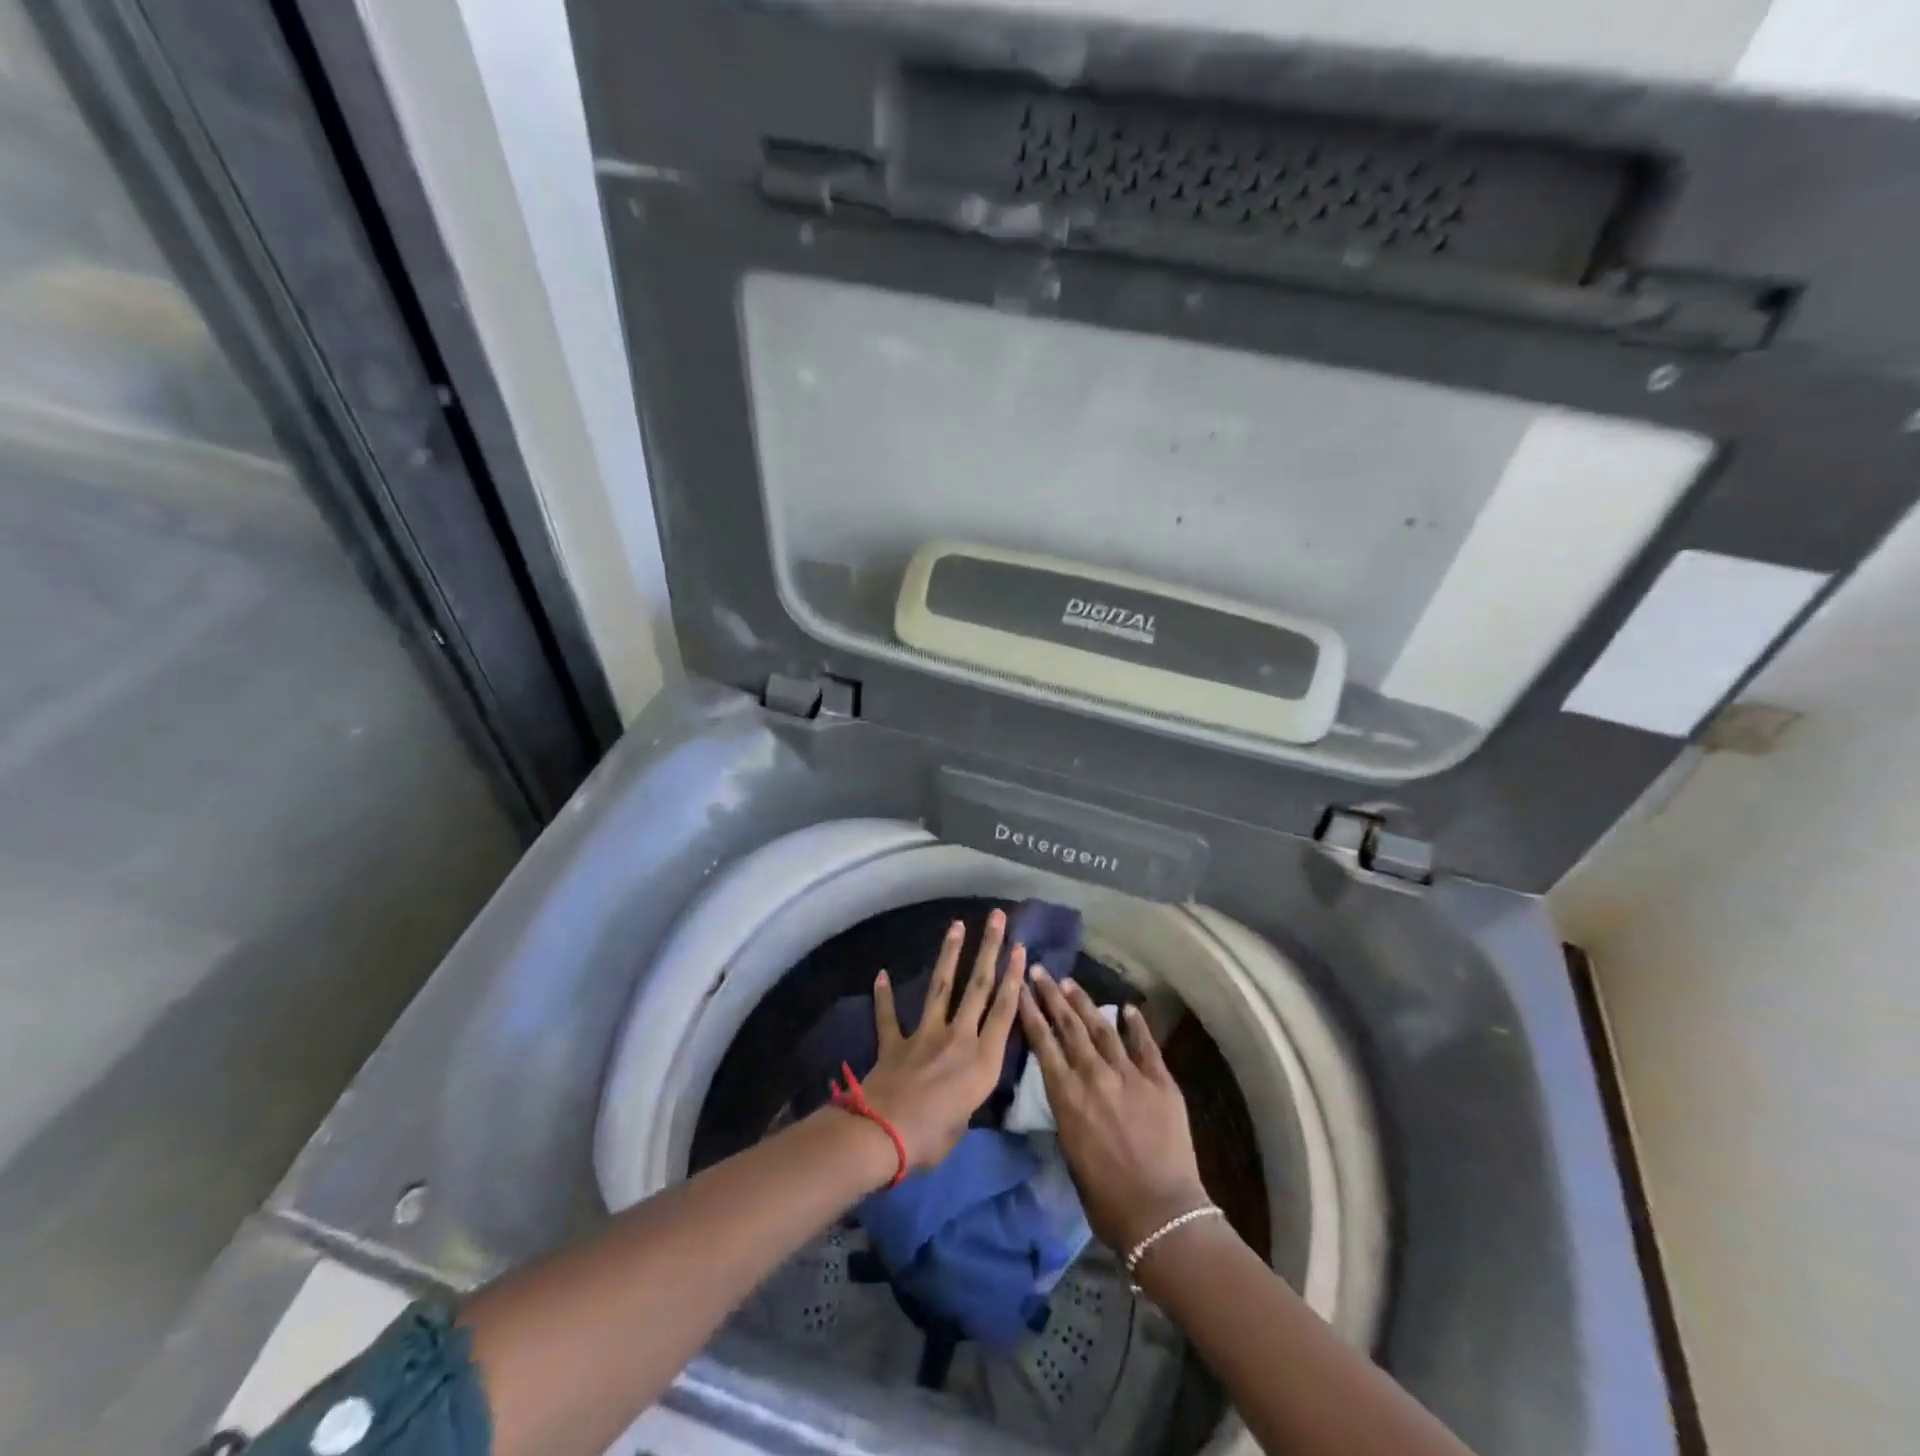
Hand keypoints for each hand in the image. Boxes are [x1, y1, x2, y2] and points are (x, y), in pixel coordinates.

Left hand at [858, 910, 1026, 1169]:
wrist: (881, 1135)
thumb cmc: (931, 1139)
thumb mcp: (965, 1122)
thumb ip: (968, 1097)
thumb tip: (962, 1092)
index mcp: (982, 1061)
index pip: (1004, 1011)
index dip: (1013, 978)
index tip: (1019, 948)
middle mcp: (958, 1039)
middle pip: (978, 987)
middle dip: (989, 949)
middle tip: (996, 918)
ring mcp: (924, 1036)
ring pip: (941, 987)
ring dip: (950, 954)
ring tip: (957, 925)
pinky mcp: (895, 1043)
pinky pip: (889, 1016)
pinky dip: (884, 996)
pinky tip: (881, 974)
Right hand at [1018, 970, 1209, 1252]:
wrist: (1160, 1213)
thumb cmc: (1106, 1199)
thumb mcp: (1071, 1153)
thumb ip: (1069, 1114)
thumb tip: (1069, 1093)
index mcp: (1067, 1096)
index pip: (1043, 1042)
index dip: (1030, 1011)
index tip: (1020, 986)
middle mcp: (1094, 1075)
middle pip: (1069, 1026)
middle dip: (1052, 995)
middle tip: (1041, 971)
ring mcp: (1129, 1074)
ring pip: (1102, 1028)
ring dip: (1085, 1003)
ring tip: (1070, 982)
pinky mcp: (1160, 1081)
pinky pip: (1145, 1045)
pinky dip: (1136, 1024)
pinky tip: (1127, 1008)